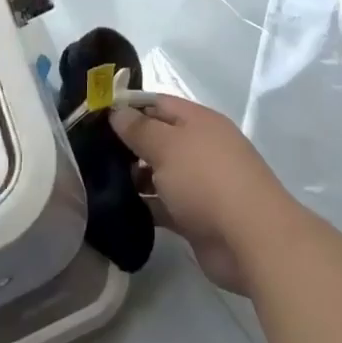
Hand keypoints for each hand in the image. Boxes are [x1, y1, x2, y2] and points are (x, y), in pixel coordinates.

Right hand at [110, 95, 303, 296]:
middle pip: (159, 139)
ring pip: (160, 174)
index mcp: (198, 121)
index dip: (129, 106)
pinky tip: (117, 209)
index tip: (97, 115)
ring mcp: (200, 184)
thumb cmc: (206, 179)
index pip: (158, 103)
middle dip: (128, 144)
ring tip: (97, 182)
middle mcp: (200, 147)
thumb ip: (140, 128)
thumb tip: (117, 111)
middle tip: (91, 152)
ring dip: (134, 177)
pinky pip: (164, 205)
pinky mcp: (196, 217)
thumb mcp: (167, 146)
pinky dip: (145, 206)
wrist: (251, 238)